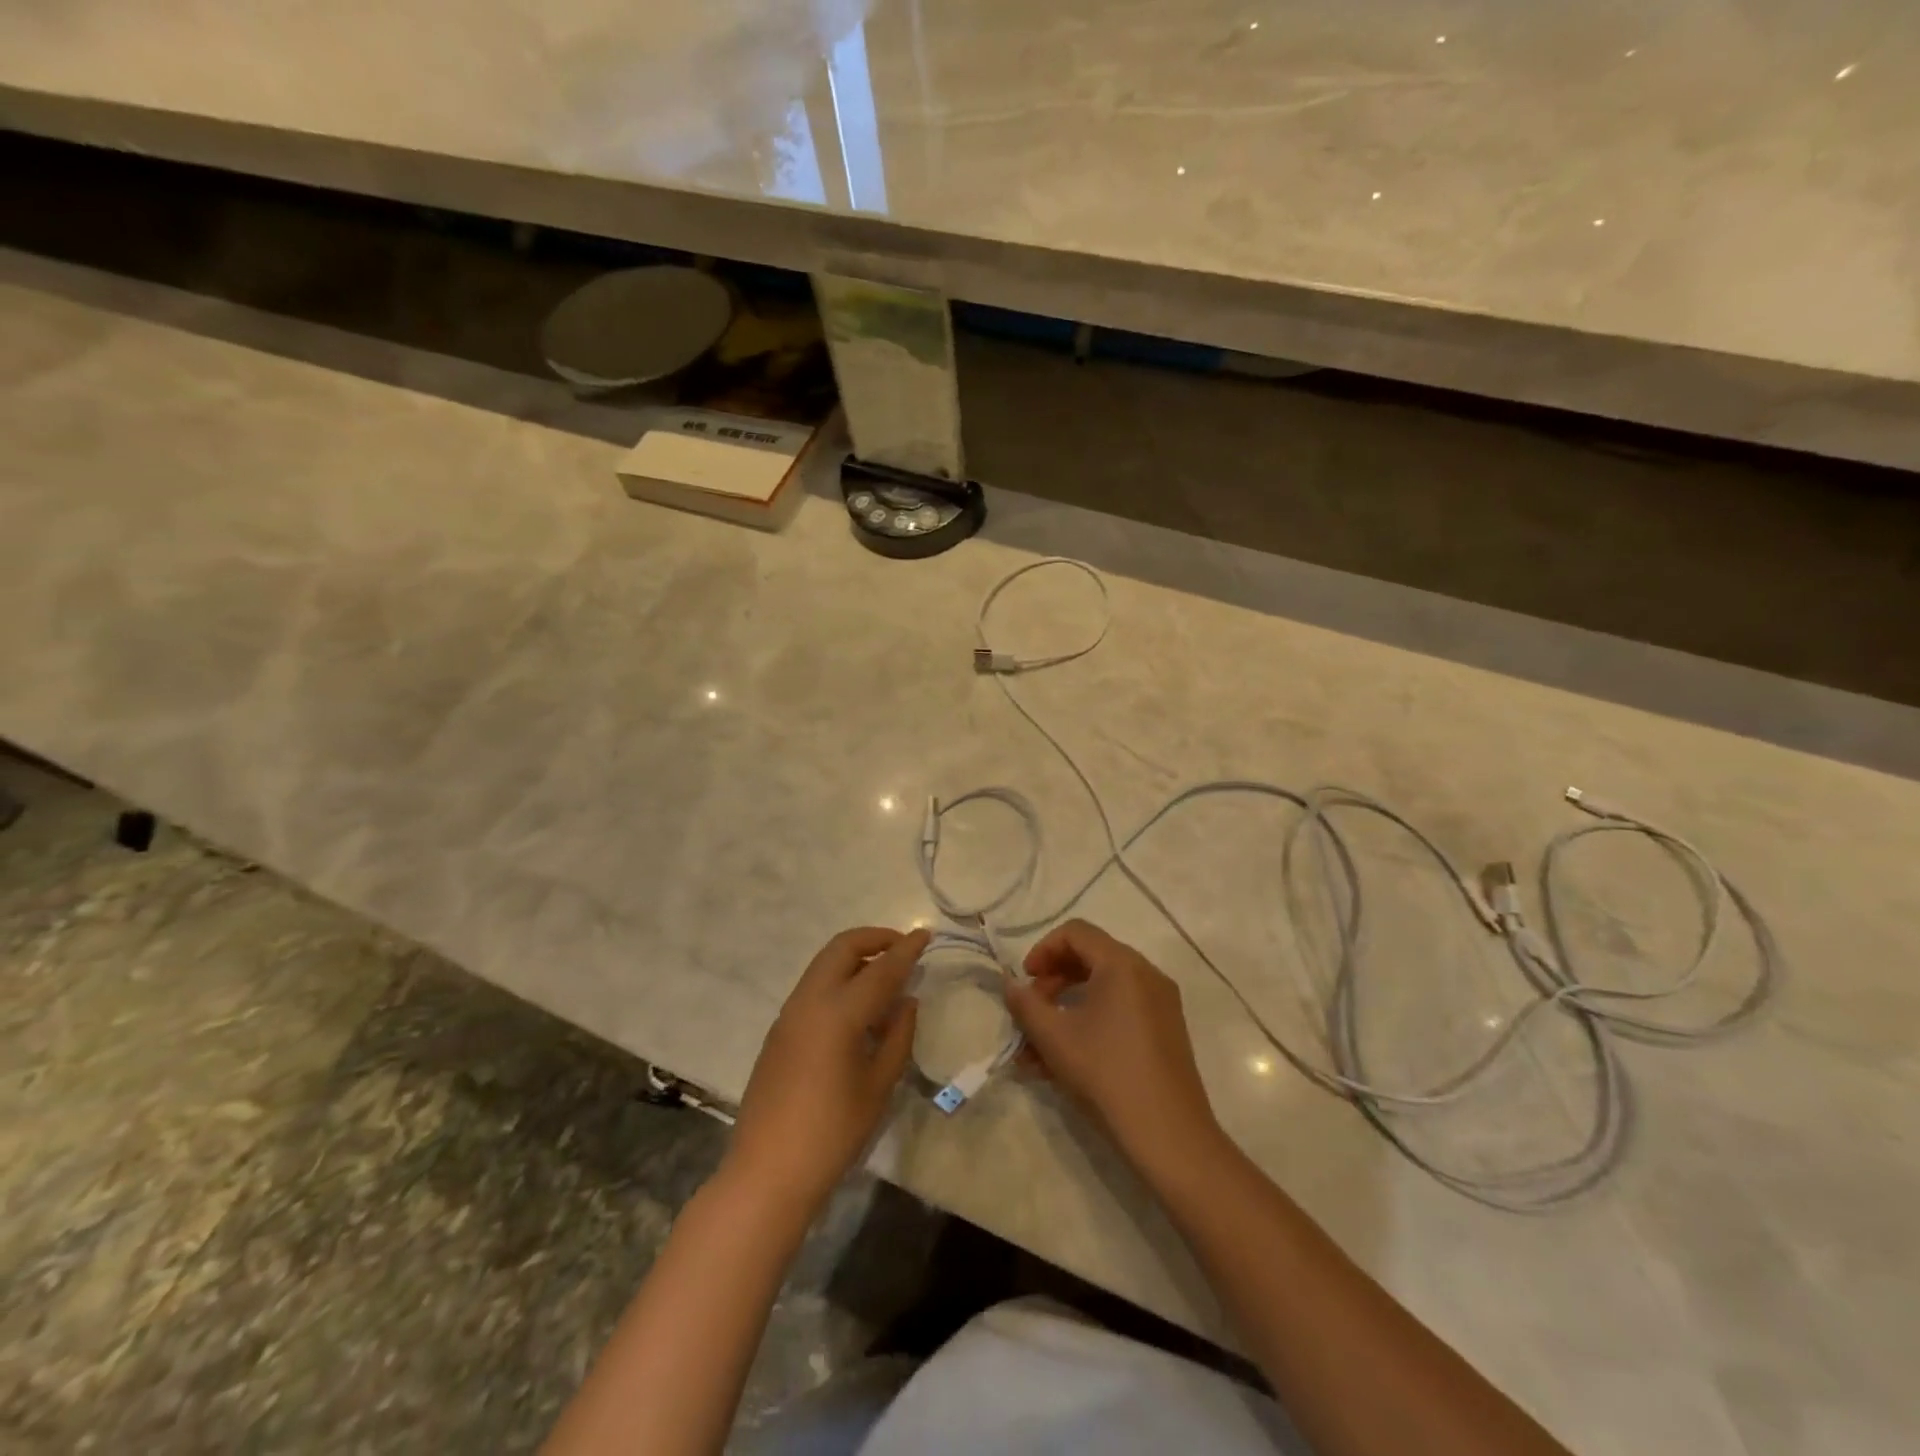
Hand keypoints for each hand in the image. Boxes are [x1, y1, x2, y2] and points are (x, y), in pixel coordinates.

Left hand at [725, 926, 927, 1214]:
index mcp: (839, 1012)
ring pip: (824, 963)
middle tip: (903, 950)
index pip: (881, 968)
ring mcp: (789, 1013)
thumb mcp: (878, 1085)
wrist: (767, 1172)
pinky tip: (857, 1009)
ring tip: (884, 978)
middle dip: (875, 939)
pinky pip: (813, 986)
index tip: (926, 934)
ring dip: (855, 958)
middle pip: (843, 948)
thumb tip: (906, 1001)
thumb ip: (897, 1036)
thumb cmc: (832, 1133)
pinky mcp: (779, 1030)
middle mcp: (810, 1000)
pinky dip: (839, 979)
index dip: (906, 949)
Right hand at [1005, 920, 1222, 1173]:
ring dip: (1066, 1009)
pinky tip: (1064, 1062)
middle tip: (1031, 1011)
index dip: (1043, 950)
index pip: (1076, 932)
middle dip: (1053, 981)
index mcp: (1122, 964)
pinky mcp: (1166, 1031)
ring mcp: (1160, 1004)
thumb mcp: (1054, 1038)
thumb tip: (1010, 984)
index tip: (1025, 981)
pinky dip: (1090, 1023)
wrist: (1169, 1136)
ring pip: (1103, 990)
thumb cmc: (1106, 1074)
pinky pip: (1120, 1011)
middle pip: (1090, 957)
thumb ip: (1025, 1004)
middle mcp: (1146, 974)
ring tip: (1037, 1048)